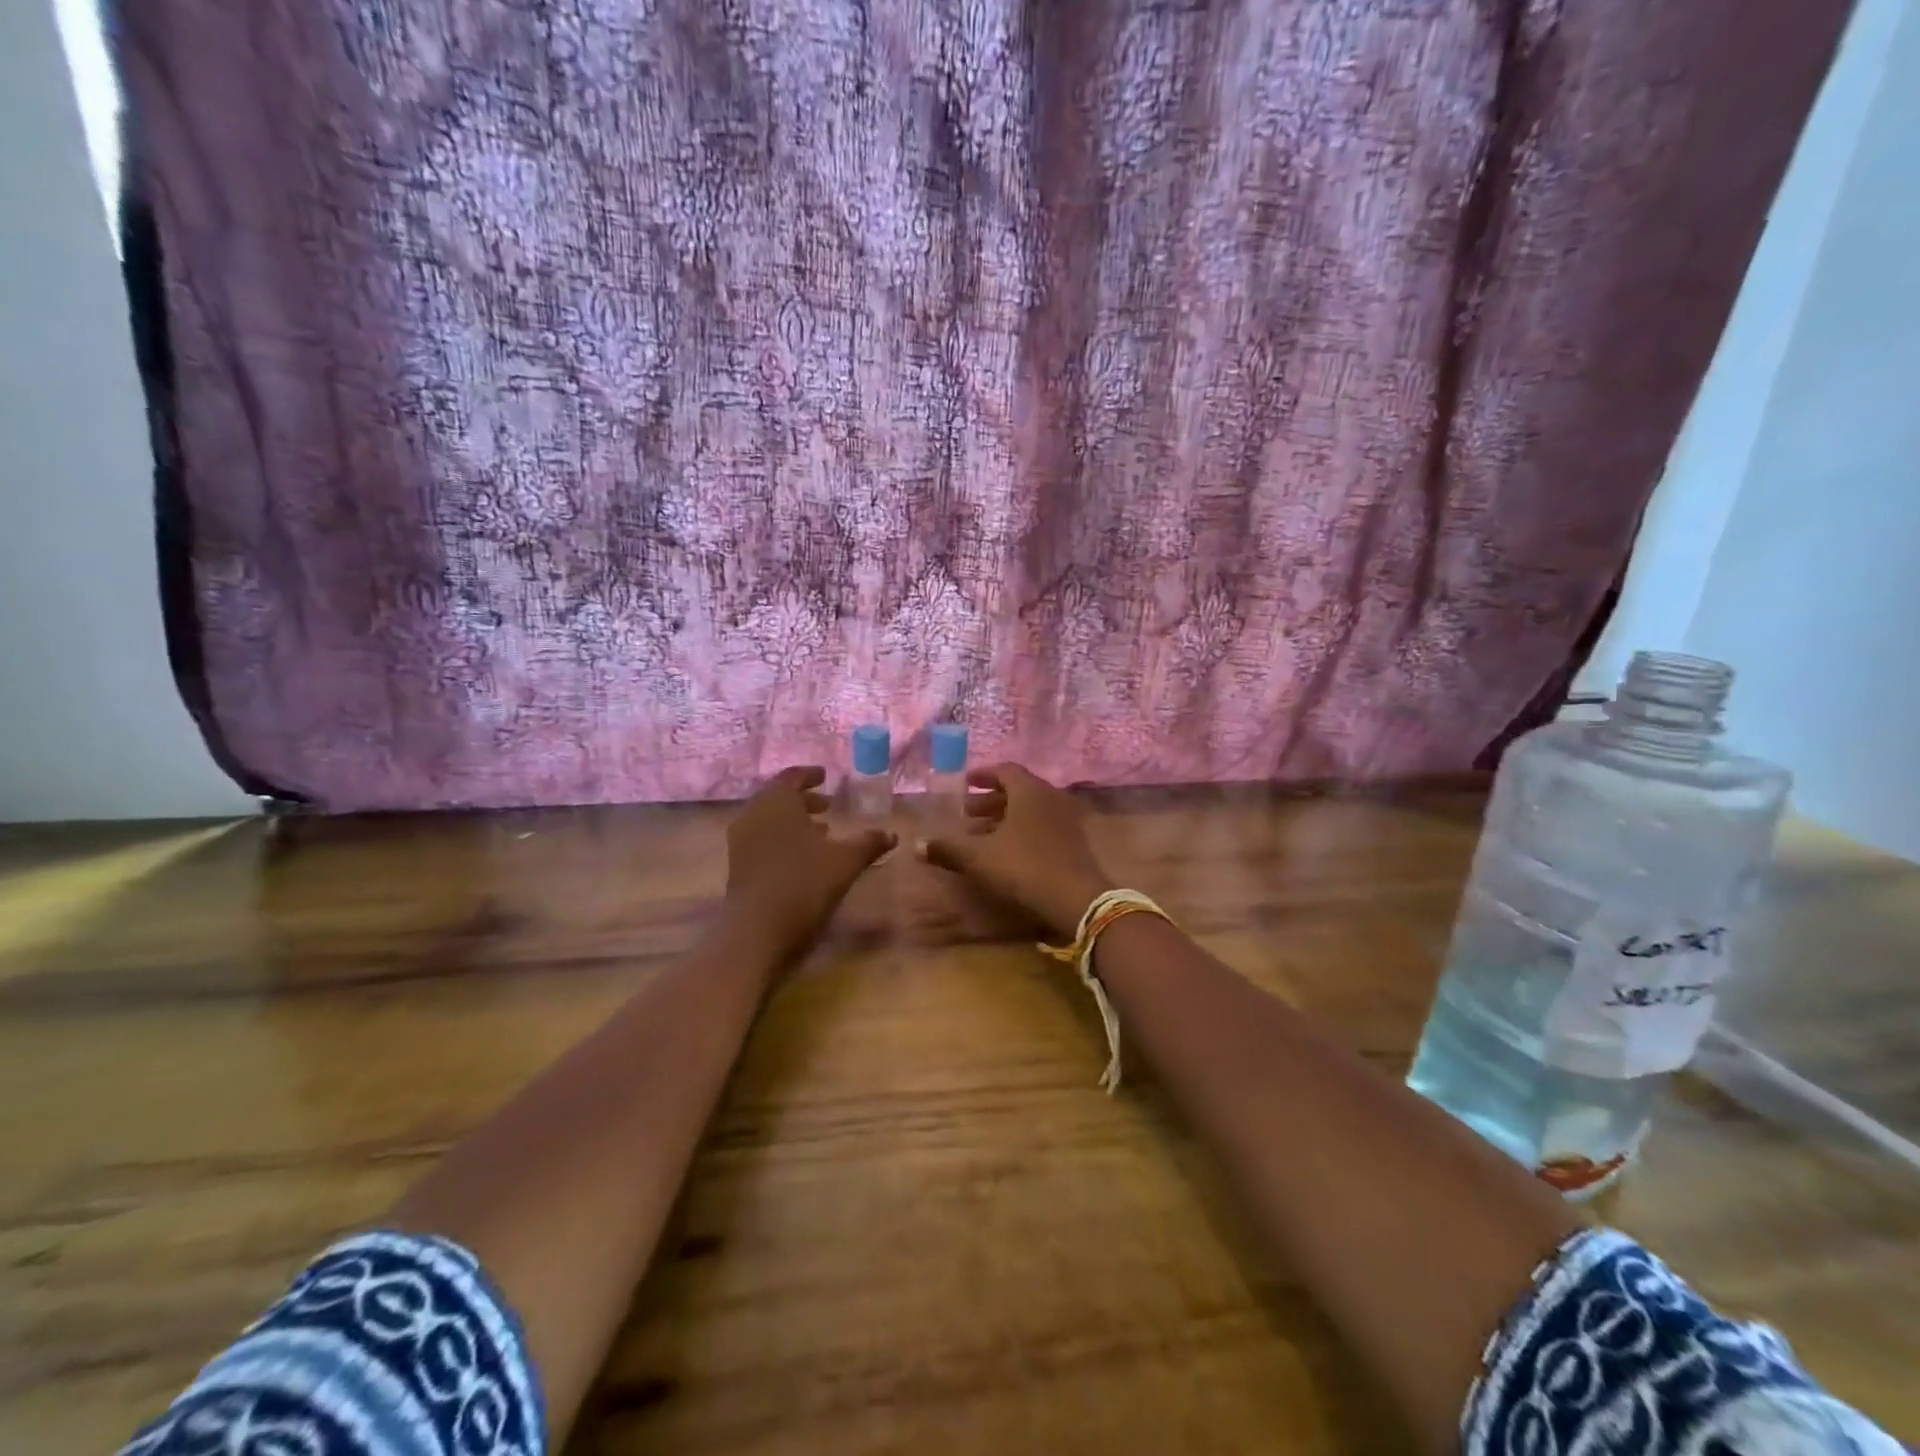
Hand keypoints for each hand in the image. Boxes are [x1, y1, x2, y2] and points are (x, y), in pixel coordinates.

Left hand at [724, 766, 895, 959]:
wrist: (756, 931)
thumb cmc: (803, 883)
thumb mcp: (845, 861)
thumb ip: (868, 843)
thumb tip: (892, 833)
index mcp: (777, 802)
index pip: (791, 777)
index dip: (809, 775)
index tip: (825, 776)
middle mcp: (754, 815)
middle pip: (778, 798)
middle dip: (803, 799)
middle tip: (827, 805)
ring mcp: (741, 842)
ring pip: (769, 820)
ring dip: (794, 821)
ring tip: (821, 832)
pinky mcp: (738, 866)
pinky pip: (762, 839)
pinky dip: (782, 839)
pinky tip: (803, 858)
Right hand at [918, 763, 1112, 939]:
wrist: (1076, 898)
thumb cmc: (1024, 866)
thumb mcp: (979, 857)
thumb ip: (948, 848)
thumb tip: (917, 844)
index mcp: (1029, 790)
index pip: (1005, 770)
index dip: (983, 775)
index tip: (966, 783)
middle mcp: (1050, 797)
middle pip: (1018, 790)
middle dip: (991, 799)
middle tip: (967, 811)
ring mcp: (1066, 819)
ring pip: (1030, 810)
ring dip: (1005, 817)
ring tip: (981, 834)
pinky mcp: (1073, 841)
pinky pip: (1042, 825)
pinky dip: (1022, 830)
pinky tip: (1006, 851)